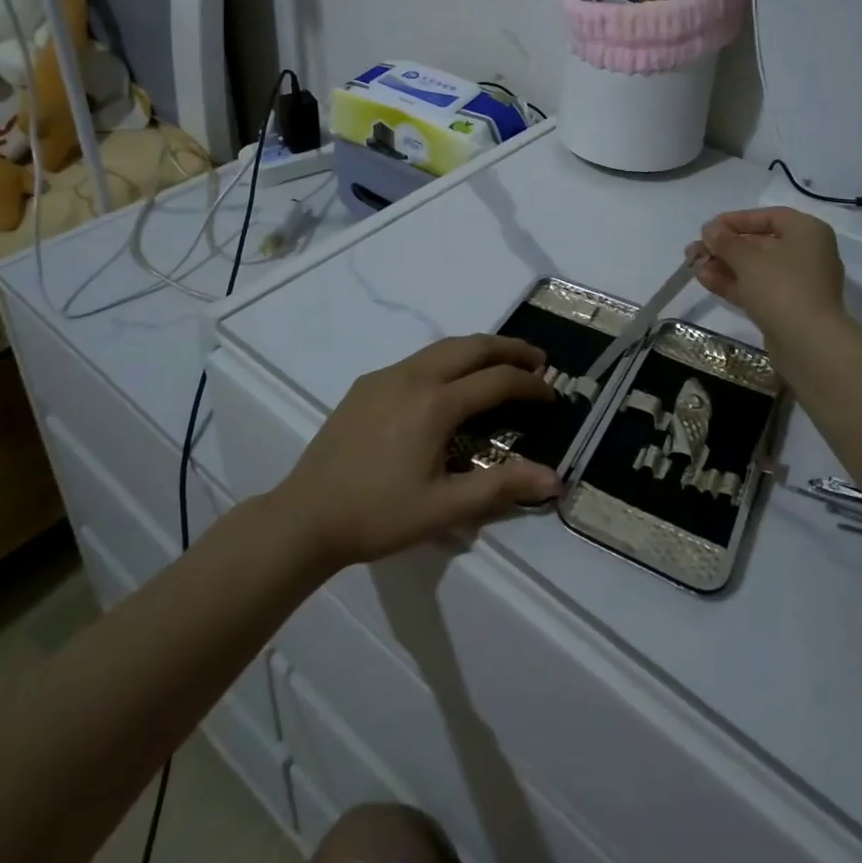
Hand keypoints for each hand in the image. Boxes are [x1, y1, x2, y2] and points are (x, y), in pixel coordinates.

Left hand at [269, 335, 561, 570]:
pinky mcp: (367, 383)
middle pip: (472, 346)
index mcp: (435, 404)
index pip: (497, 380)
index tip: (552, 392)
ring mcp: (387, 375)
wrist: (306, 516)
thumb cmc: (378, 515)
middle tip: (538, 360)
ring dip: (479, 349)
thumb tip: (555, 478)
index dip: (530, 384)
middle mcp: (413, 376)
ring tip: (501, 363)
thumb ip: (501, 487)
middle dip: (509, 349)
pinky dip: (448, 359)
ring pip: (444, 347)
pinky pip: (418, 358)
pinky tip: (450, 381)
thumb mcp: (444, 508)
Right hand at [694, 206, 846, 340]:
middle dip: (725, 247)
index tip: (710, 227)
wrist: (809, 344)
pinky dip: (734, 283)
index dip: (737, 220)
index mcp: (807, 232)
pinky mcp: (788, 308)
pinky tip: (705, 280)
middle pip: (760, 244)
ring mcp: (798, 284)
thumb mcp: (748, 259)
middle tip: (695, 249)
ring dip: (724, 265)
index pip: (769, 217)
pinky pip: (758, 288)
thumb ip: (726, 241)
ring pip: (756, 268)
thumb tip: (710, 229)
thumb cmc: (782, 287)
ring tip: (693, 265)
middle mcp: (807, 254)